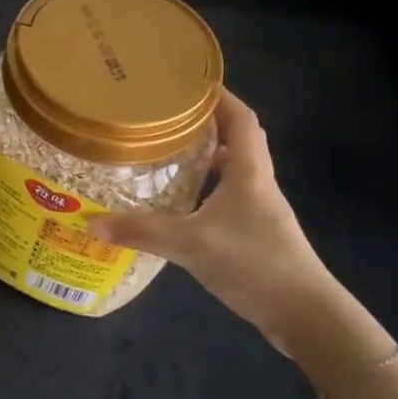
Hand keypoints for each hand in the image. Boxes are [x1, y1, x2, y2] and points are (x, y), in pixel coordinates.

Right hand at [86, 89, 352, 354]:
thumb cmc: (255, 264)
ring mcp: (259, 211)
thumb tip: (92, 223)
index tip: (188, 82)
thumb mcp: (191, 244)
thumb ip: (142, 232)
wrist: (306, 316)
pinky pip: (227, 198)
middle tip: (165, 116)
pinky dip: (205, 190)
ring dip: (205, 157)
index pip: (241, 118)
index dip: (220, 96)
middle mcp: (258, 184)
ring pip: (232, 170)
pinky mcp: (256, 235)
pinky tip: (179, 203)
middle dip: (205, 123)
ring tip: (166, 152)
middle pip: (237, 140)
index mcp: (249, 172)